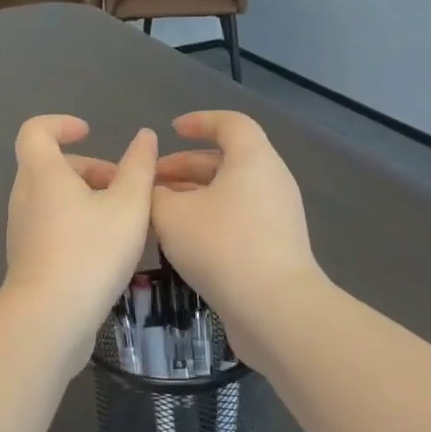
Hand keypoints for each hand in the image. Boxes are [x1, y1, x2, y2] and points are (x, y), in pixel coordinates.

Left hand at [3, 115, 157, 361]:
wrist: (50, 318)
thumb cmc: (91, 252)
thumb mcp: (129, 206)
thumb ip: (139, 168)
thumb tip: (144, 137)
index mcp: (42, 174)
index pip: (35, 131)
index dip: (61, 124)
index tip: (89, 133)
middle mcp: (24, 196)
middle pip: (51, 166)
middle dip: (89, 169)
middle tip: (124, 188)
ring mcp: (22, 229)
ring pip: (53, 198)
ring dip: (87, 199)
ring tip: (124, 221)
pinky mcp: (27, 258)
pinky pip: (52, 225)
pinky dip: (77, 224)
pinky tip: (108, 250)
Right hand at [150, 111, 323, 362]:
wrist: (276, 309)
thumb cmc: (222, 246)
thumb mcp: (171, 215)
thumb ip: (153, 195)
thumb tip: (151, 192)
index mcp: (253, 159)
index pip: (230, 123)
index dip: (200, 122)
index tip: (172, 130)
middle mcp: (271, 181)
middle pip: (227, 160)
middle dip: (185, 166)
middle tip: (151, 181)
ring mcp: (278, 216)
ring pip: (230, 192)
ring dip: (194, 196)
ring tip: (159, 212)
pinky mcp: (277, 246)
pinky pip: (239, 218)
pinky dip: (209, 218)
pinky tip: (182, 241)